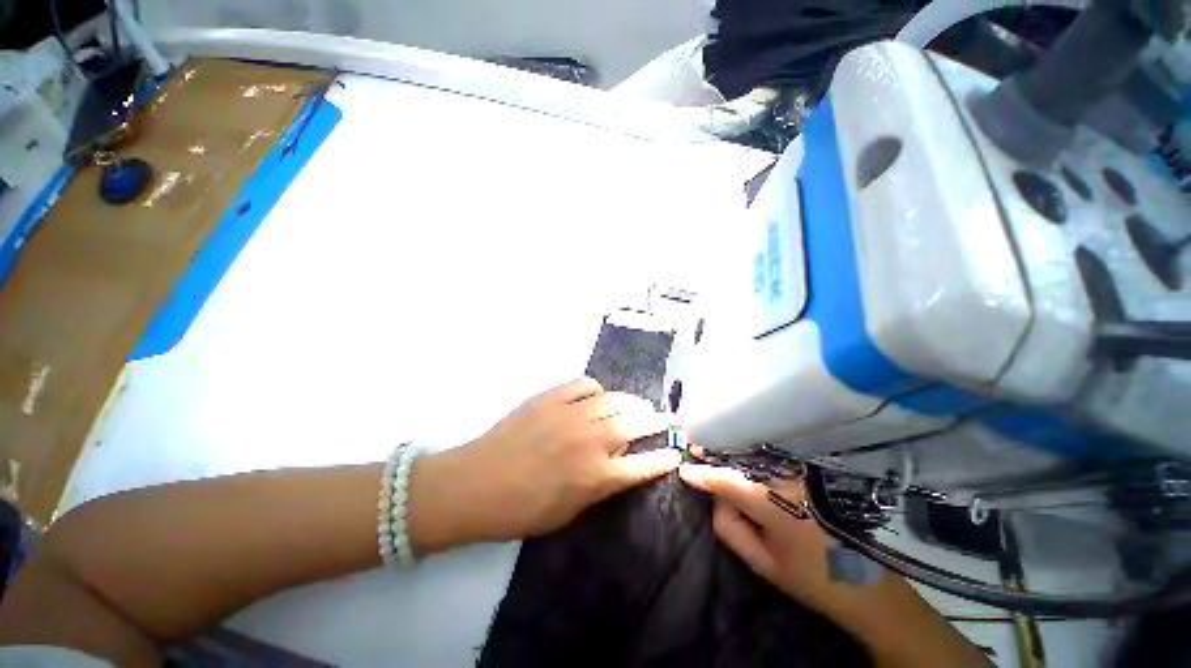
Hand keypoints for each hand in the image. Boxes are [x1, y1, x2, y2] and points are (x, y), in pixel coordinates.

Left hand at [409, 378, 680, 552]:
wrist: (476, 484)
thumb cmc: (522, 510)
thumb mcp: (569, 511)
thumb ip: (599, 483)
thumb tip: (617, 458)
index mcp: (597, 476)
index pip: (644, 465)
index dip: (664, 458)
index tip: (674, 452)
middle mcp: (591, 440)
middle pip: (636, 423)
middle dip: (655, 421)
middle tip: (660, 419)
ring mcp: (572, 414)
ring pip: (615, 399)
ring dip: (631, 402)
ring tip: (634, 405)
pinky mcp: (552, 397)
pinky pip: (585, 385)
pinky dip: (597, 389)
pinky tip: (595, 396)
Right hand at [678, 463, 850, 615]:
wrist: (869, 581)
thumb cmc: (811, 577)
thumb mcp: (761, 562)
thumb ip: (727, 526)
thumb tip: (714, 497)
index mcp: (770, 500)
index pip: (724, 479)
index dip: (701, 474)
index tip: (683, 470)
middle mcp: (783, 475)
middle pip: (737, 457)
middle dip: (714, 455)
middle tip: (695, 450)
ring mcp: (799, 469)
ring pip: (754, 452)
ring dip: (732, 450)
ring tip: (714, 450)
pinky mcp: (809, 470)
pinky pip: (772, 455)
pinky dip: (752, 453)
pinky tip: (742, 455)